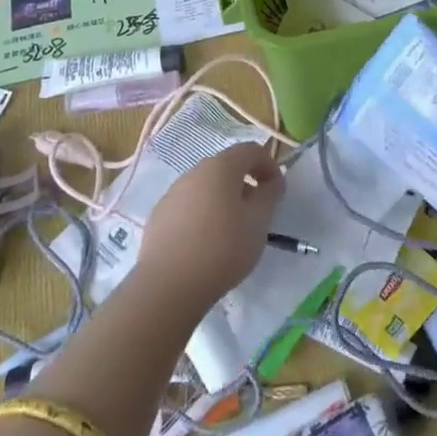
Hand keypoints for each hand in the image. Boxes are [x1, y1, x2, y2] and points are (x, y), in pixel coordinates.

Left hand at [135, 143, 283, 315]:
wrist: (168, 285)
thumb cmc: (222, 248)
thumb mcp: (259, 222)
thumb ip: (270, 195)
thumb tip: (272, 182)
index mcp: (221, 167)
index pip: (250, 150)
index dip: (269, 165)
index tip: (277, 190)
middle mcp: (194, 172)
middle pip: (226, 167)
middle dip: (245, 183)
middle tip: (256, 211)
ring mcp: (173, 193)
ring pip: (206, 187)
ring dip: (223, 199)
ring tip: (231, 230)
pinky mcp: (159, 215)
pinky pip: (188, 205)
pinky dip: (202, 214)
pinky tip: (205, 243)